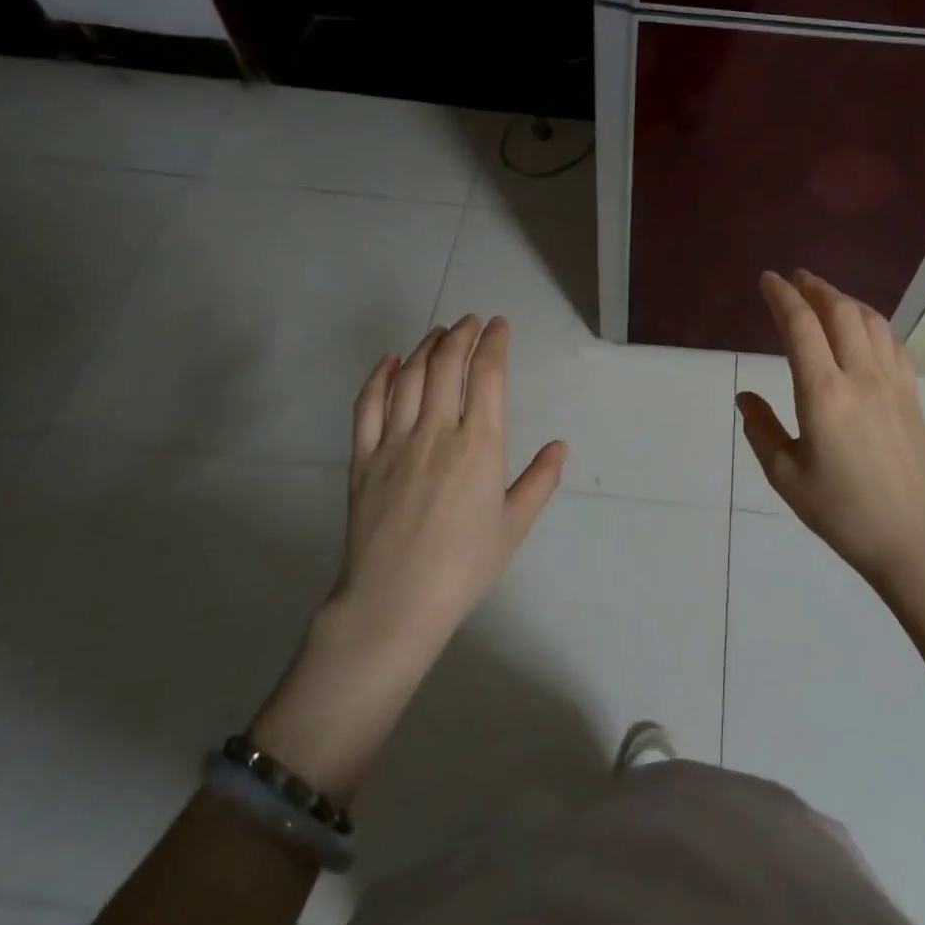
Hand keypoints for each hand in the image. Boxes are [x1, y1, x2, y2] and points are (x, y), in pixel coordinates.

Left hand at [337, 314, 567, 639]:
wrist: (394, 603)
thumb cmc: (463, 567)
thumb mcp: (514, 526)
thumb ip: (540, 481)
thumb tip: (560, 446)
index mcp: (479, 444)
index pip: (487, 375)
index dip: (493, 343)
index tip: (499, 325)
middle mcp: (437, 431)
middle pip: (446, 364)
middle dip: (461, 334)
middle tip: (470, 322)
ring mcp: (395, 442)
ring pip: (410, 376)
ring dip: (426, 346)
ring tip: (439, 331)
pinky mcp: (363, 458)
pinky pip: (368, 405)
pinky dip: (380, 376)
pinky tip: (390, 360)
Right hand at [737, 271, 924, 589]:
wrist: (915, 539)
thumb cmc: (843, 513)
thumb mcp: (786, 477)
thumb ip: (761, 430)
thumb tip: (745, 397)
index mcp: (823, 393)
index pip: (800, 325)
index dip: (781, 295)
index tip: (767, 280)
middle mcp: (860, 376)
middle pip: (839, 311)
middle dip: (814, 287)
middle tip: (794, 278)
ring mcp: (892, 382)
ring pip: (870, 320)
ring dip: (844, 299)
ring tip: (824, 297)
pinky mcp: (912, 394)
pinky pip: (892, 341)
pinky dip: (872, 321)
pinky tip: (863, 327)